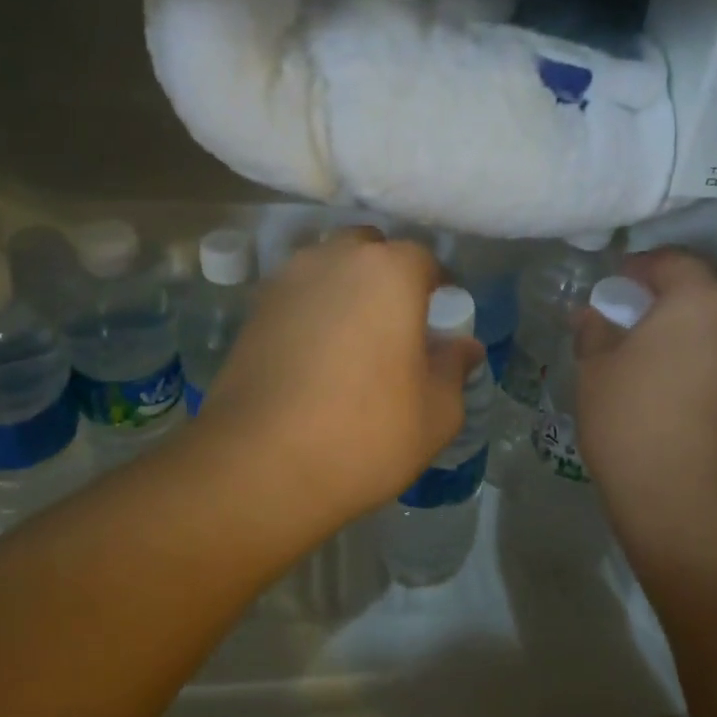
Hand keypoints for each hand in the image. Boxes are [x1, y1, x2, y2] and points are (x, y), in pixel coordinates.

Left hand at [196, 229, 484, 529]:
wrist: (259, 465)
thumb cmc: (365, 434)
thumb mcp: (436, 413)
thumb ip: (454, 368)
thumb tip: (463, 346)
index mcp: (389, 272)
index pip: (425, 259)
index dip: (437, 289)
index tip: (439, 325)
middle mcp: (334, 259)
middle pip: (370, 251)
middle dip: (387, 277)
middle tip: (395, 327)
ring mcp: (286, 282)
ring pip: (327, 269)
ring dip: (344, 291)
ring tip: (350, 343)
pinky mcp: (252, 311)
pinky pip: (296, 297)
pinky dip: (310, 313)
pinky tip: (313, 359)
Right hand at [574, 249, 716, 549]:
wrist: (694, 505)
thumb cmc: (635, 423)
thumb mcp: (595, 372)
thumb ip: (594, 332)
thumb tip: (592, 316)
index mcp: (700, 299)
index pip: (672, 261)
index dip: (640, 268)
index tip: (615, 285)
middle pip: (709, 288)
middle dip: (674, 294)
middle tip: (638, 316)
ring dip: (698, 328)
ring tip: (662, 354)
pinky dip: (714, 358)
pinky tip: (686, 386)